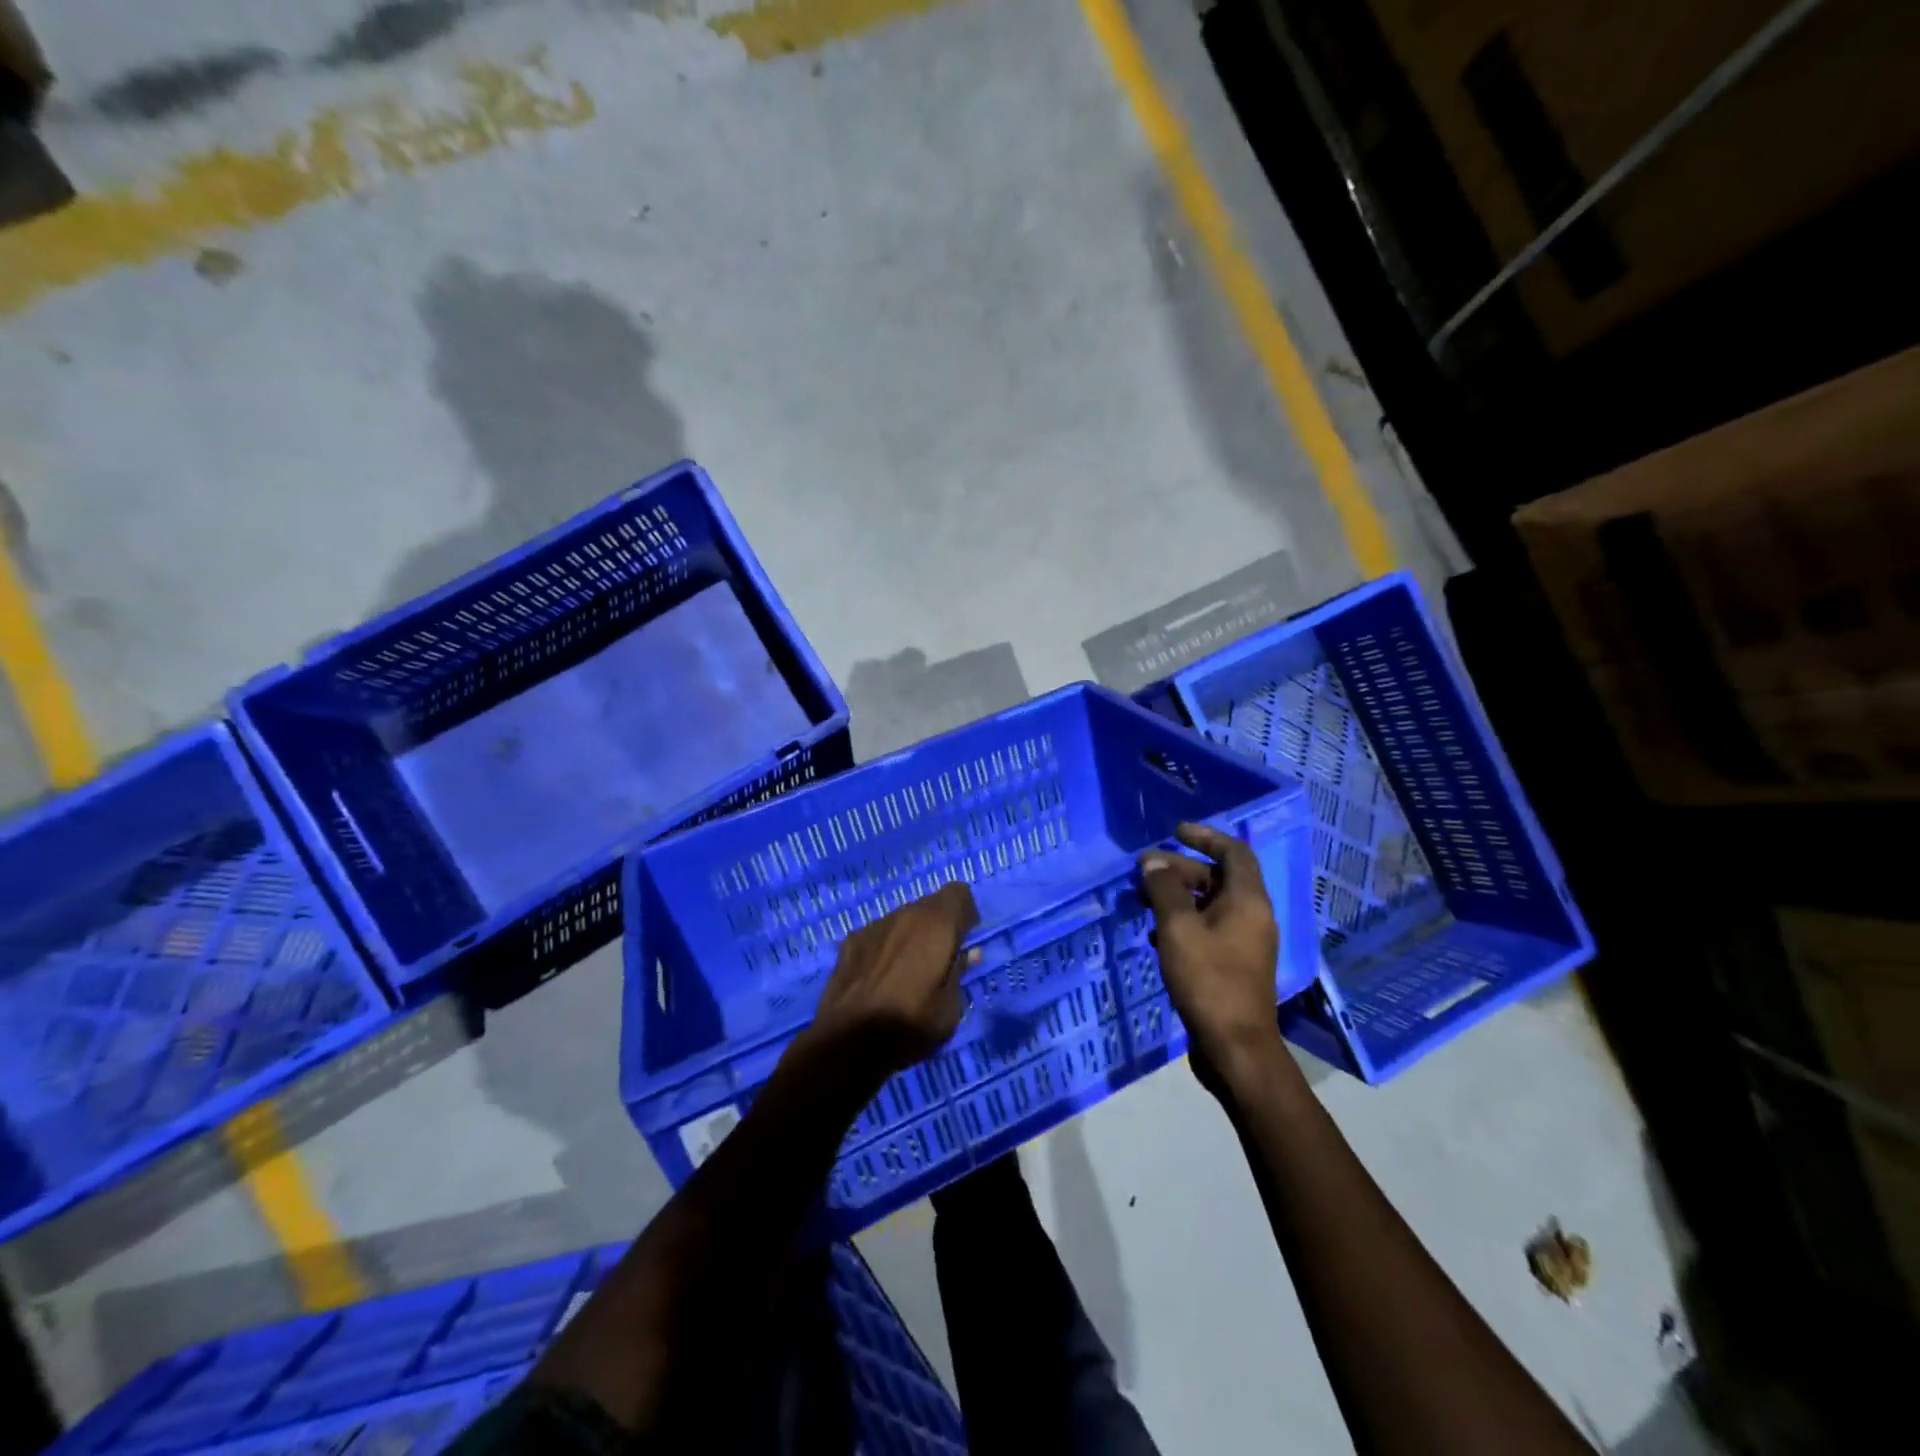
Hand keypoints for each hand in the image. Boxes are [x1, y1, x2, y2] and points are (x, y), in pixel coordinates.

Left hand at [802, 881, 979, 1083]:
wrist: (848, 1042)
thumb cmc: (910, 1024)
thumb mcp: (950, 1007)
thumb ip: (959, 972)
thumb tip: (967, 953)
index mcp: (936, 924)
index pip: (959, 892)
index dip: (966, 914)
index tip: (965, 941)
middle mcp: (905, 914)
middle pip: (930, 905)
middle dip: (939, 927)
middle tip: (939, 962)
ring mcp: (874, 926)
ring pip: (902, 920)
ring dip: (911, 936)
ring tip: (907, 973)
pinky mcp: (850, 941)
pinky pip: (879, 935)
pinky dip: (886, 948)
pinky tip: (879, 978)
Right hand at [1139, 823, 1283, 1089]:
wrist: (1235, 1047)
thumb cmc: (1208, 980)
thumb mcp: (1178, 929)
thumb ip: (1164, 889)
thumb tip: (1153, 861)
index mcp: (1248, 901)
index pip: (1234, 852)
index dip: (1205, 836)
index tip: (1174, 831)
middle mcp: (1252, 916)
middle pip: (1217, 878)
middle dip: (1180, 870)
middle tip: (1144, 873)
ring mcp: (1244, 943)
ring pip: (1209, 905)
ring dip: (1177, 897)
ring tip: (1142, 902)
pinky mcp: (1233, 966)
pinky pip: (1207, 930)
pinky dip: (1182, 924)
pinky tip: (1155, 937)